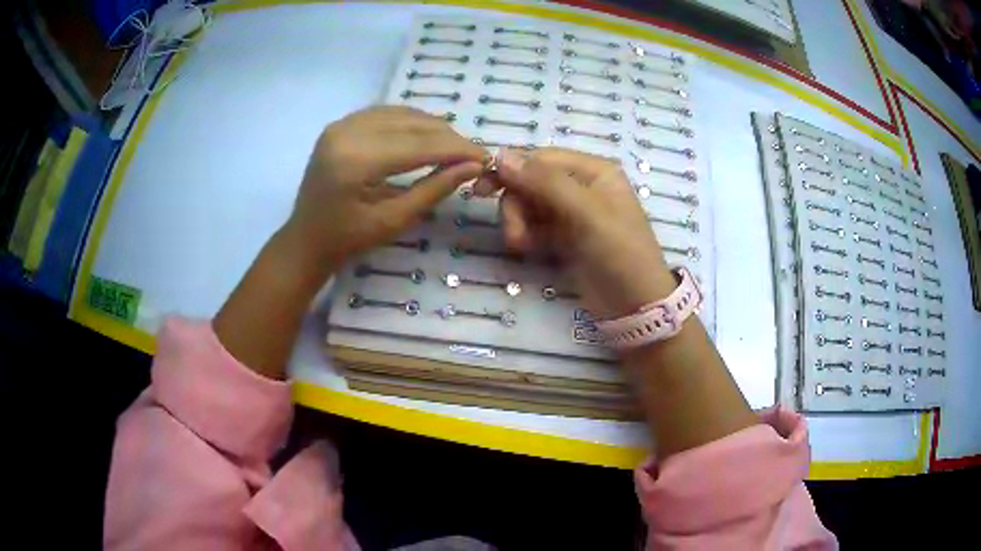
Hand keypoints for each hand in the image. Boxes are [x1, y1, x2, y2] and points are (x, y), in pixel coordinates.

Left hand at [283, 105, 485, 276]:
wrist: (305, 239)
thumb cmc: (347, 240)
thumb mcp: (394, 221)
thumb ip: (434, 189)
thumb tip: (473, 167)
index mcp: (357, 161)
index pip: (420, 145)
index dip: (457, 149)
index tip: (485, 158)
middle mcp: (347, 133)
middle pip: (412, 124)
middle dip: (448, 137)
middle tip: (473, 154)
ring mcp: (340, 125)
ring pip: (400, 113)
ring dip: (431, 127)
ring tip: (453, 146)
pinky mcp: (339, 125)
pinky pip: (384, 113)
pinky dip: (409, 121)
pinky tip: (425, 134)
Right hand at [476, 148, 676, 318]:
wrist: (635, 307)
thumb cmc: (619, 253)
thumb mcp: (586, 212)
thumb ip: (545, 182)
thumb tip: (501, 155)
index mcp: (594, 171)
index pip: (542, 159)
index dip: (512, 170)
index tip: (482, 189)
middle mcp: (582, 186)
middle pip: (531, 182)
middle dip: (516, 204)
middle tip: (514, 236)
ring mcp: (572, 213)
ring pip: (529, 204)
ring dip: (518, 222)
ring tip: (520, 247)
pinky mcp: (564, 237)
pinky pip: (534, 225)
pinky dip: (526, 234)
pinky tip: (527, 249)